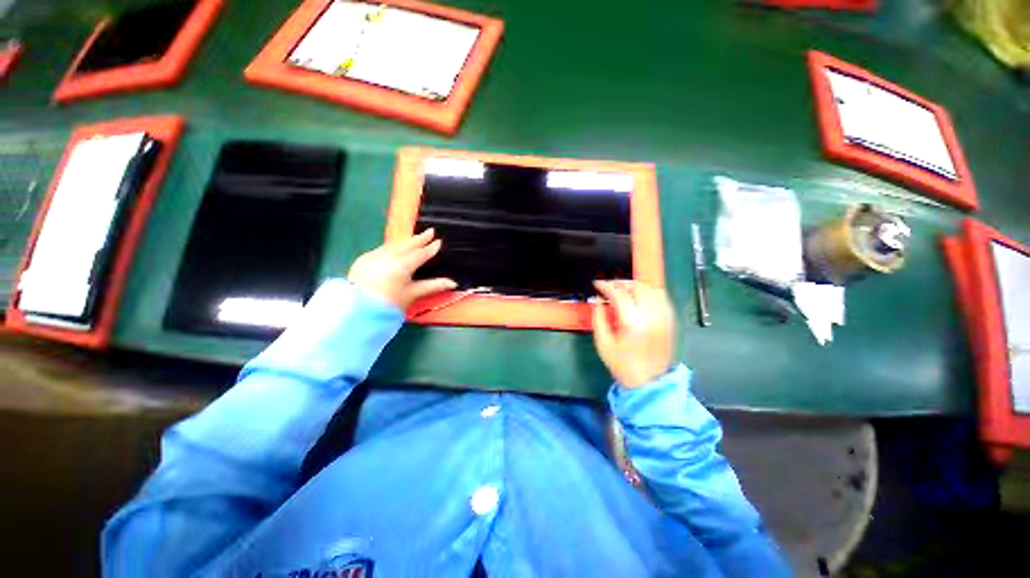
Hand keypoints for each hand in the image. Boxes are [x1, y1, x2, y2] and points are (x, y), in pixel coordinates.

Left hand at [348, 229, 456, 308]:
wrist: (357, 308)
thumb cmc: (389, 303)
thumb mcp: (413, 294)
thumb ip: (434, 286)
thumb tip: (453, 283)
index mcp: (403, 264)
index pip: (421, 253)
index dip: (431, 248)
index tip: (439, 242)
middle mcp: (389, 255)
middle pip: (408, 244)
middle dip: (420, 238)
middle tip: (430, 231)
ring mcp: (375, 255)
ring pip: (395, 244)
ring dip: (407, 240)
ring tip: (416, 237)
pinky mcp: (364, 258)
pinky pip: (383, 248)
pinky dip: (393, 246)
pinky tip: (397, 247)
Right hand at [592, 280, 674, 387]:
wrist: (648, 382)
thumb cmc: (623, 364)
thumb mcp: (603, 342)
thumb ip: (598, 317)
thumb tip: (597, 300)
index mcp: (632, 322)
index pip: (618, 293)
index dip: (605, 285)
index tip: (597, 284)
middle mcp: (651, 315)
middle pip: (636, 286)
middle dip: (619, 283)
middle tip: (608, 287)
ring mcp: (663, 317)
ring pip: (650, 288)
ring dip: (635, 286)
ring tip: (623, 290)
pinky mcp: (670, 320)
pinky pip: (661, 297)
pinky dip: (648, 292)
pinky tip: (639, 297)